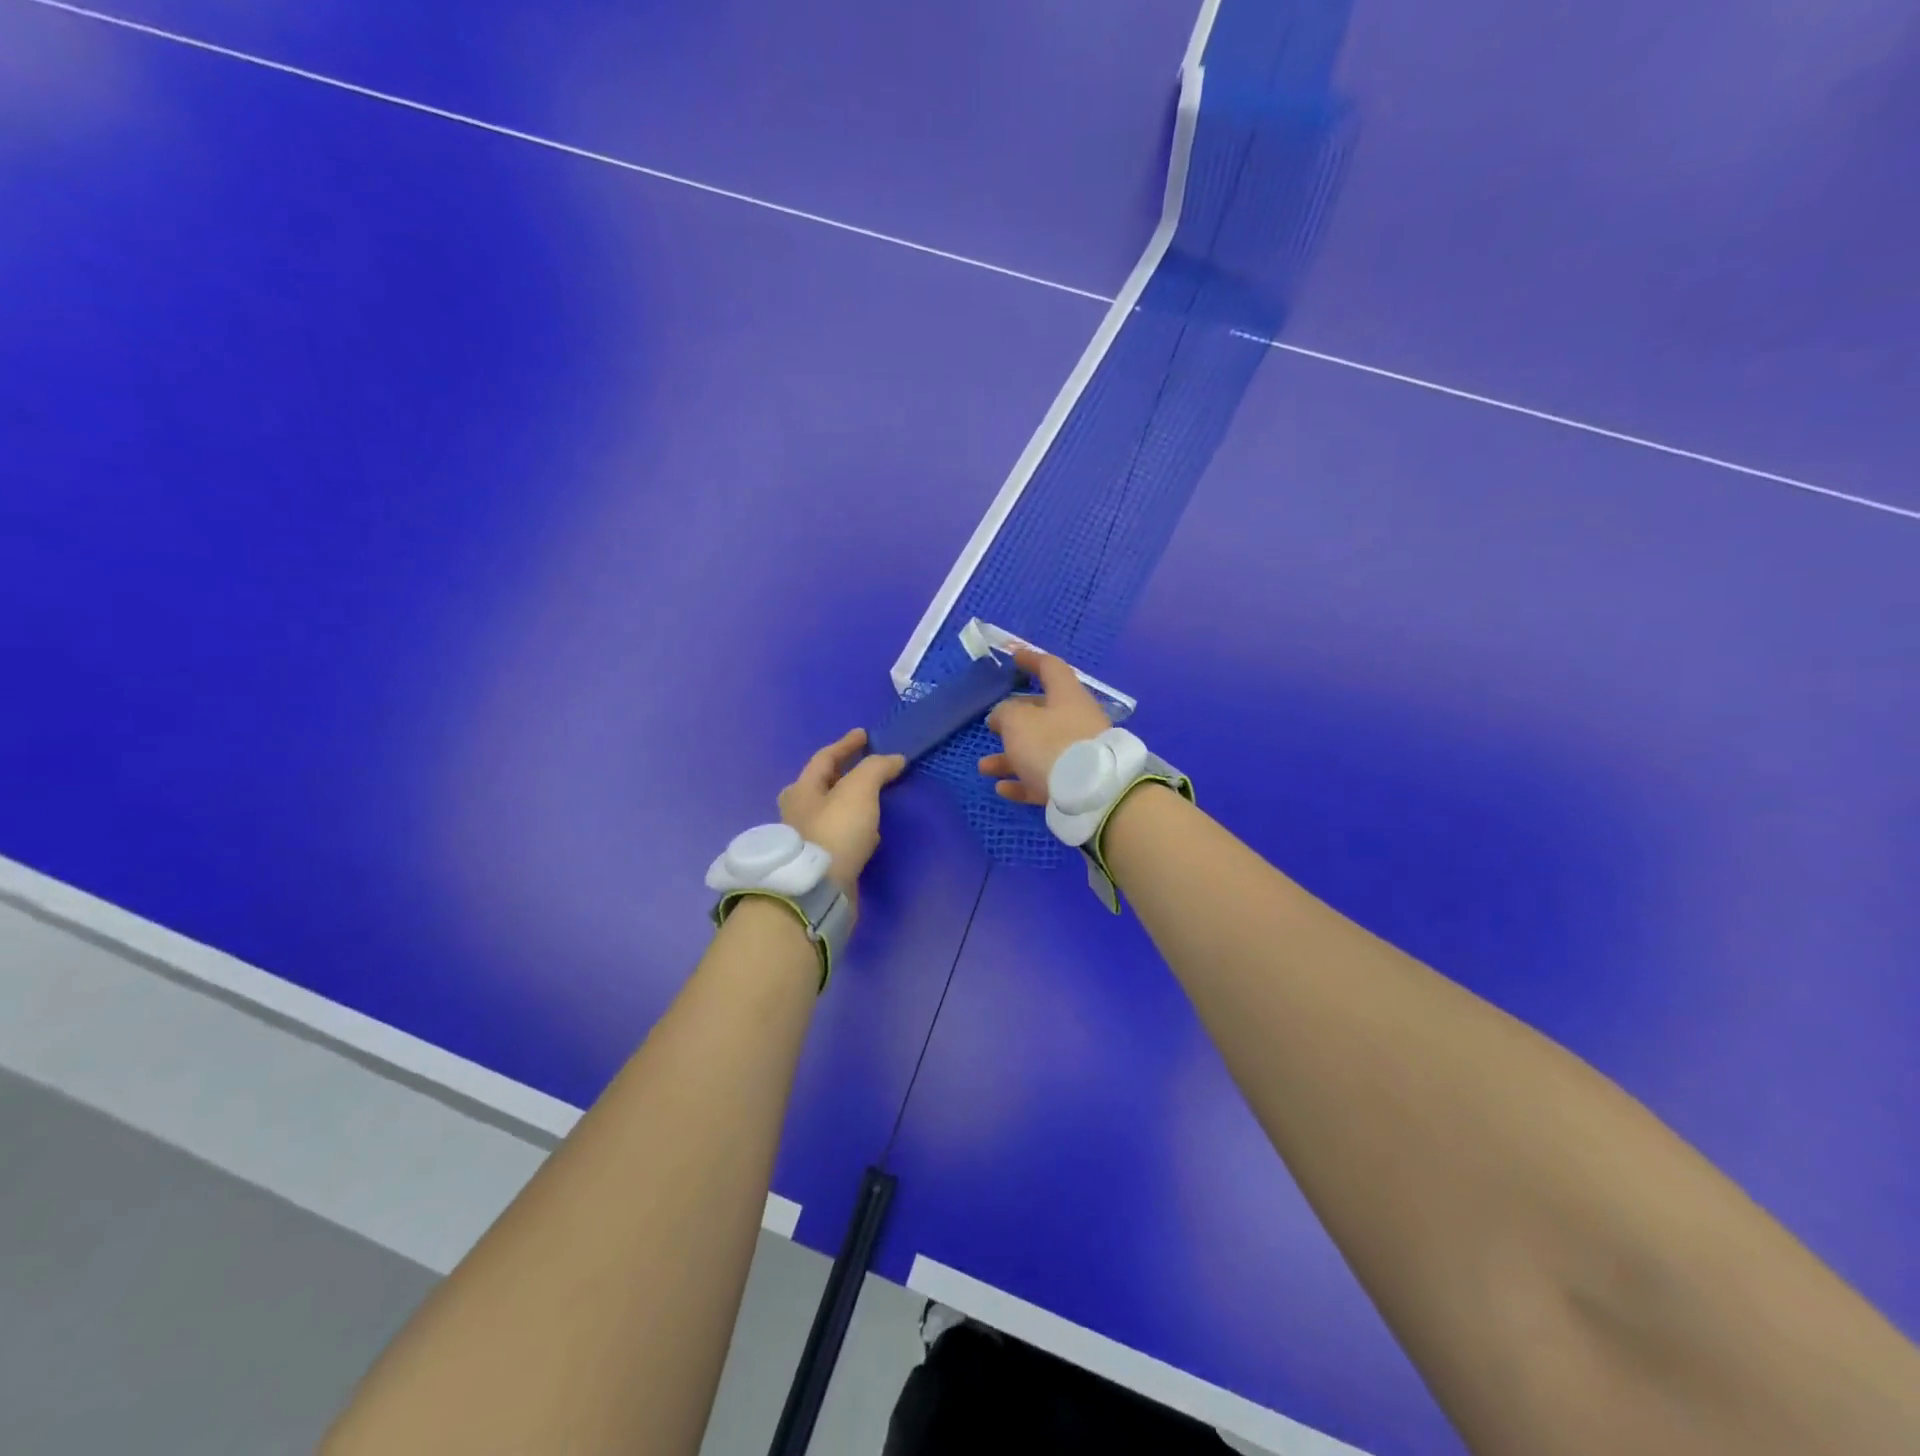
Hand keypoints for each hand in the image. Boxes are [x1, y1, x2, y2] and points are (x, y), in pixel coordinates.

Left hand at [777, 729, 906, 899]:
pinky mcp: (820, 863)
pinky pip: (841, 835)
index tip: (865, 735)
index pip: (825, 758)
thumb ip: (876, 769)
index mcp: (802, 789)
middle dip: (842, 774)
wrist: (818, 890)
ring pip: (832, 812)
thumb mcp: (859, 790)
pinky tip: (871, 833)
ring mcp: (808, 839)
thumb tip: (895, 759)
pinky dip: (856, 828)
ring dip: (852, 802)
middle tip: (865, 768)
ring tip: (875, 799)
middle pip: (821, 785)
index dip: (846, 744)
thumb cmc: (835, 831)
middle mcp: (799, 812)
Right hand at [978, 648, 1111, 804]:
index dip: (1031, 660)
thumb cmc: (1050, 744)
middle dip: (1015, 720)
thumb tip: (1002, 715)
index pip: (1050, 668)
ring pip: (1040, 750)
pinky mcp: (1077, 783)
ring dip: (1010, 757)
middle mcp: (1077, 721)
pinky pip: (1045, 778)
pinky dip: (1023, 781)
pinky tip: (1002, 788)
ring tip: (985, 766)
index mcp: (1067, 696)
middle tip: (993, 725)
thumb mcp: (1017, 721)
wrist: (1090, 793)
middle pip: (1043, 713)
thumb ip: (1005, 712)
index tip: (1014, 657)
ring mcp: (1080, 753)